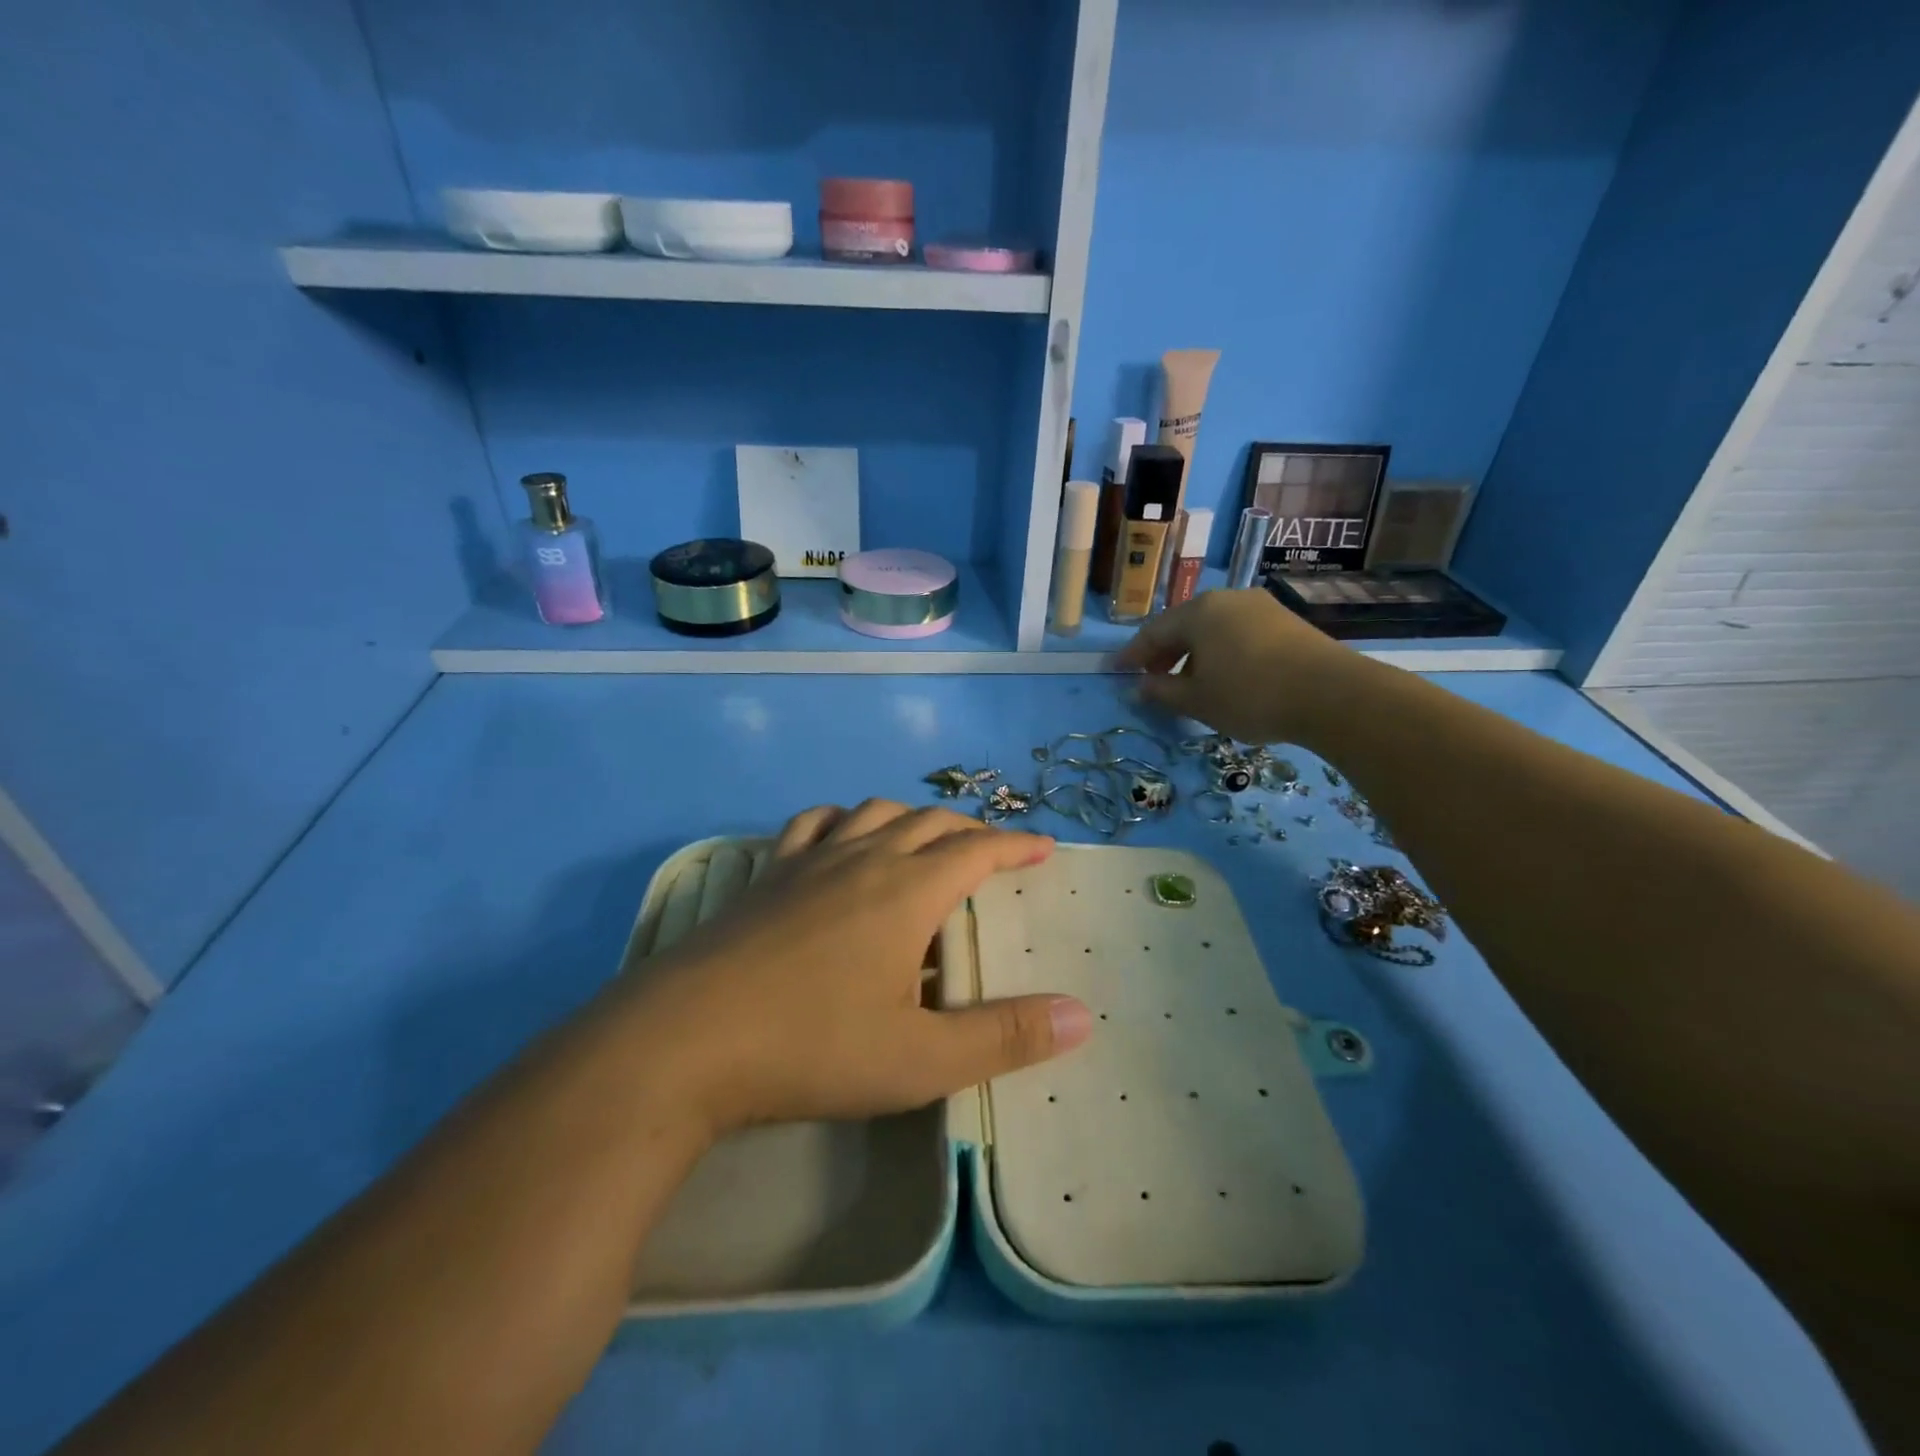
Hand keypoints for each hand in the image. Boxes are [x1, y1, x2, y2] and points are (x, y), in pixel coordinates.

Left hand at [618, 801, 1091, 1135]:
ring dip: (910, 817)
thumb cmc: (811, 1048)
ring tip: (924, 839)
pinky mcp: (766, 876)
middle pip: (928, 822)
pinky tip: (840, 839)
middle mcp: (862, 859)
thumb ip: (1004, 1037)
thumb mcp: (920, 1059)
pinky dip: (843, 820)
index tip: (1042, 848)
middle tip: (992, 851)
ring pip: (872, 813)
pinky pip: (813, 825)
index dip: (1015, 846)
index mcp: (907, 891)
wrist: (682, 1041)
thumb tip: (1082, 1016)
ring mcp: (808, 862)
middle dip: (969, 830)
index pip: (976, 851)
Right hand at [1114, 588, 1355, 743]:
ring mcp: (1260, 607)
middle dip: (1165, 653)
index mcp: (1199, 612)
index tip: (1117, 671)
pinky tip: (1226, 676)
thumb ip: (1162, 691)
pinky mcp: (1286, 621)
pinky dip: (1222, 652)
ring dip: (1194, 654)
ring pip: (1213, 629)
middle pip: (1184, 625)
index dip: (1132, 655)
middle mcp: (1228, 599)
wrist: (1332, 695)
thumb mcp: (1196, 700)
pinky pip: (1239, 633)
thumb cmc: (1250, 695)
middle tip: (1153, 679)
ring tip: (1190, 682)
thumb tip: (1139, 687)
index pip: (1153, 632)